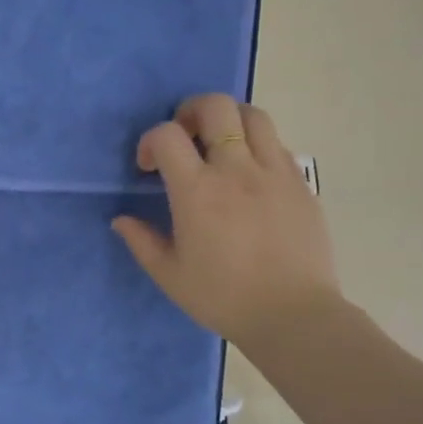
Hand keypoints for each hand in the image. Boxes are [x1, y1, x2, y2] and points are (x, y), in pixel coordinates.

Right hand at [112, 96, 341, 354]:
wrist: (294, 316)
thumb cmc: (223, 297)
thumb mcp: (169, 275)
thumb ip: (142, 241)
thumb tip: (121, 220)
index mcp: (197, 191)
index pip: (167, 135)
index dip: (150, 142)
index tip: (148, 168)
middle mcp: (236, 170)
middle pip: (215, 106)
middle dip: (191, 110)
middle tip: (185, 136)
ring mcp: (274, 172)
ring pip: (253, 116)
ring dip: (229, 120)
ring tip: (220, 145)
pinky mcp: (301, 184)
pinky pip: (278, 145)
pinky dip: (257, 146)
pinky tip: (250, 175)